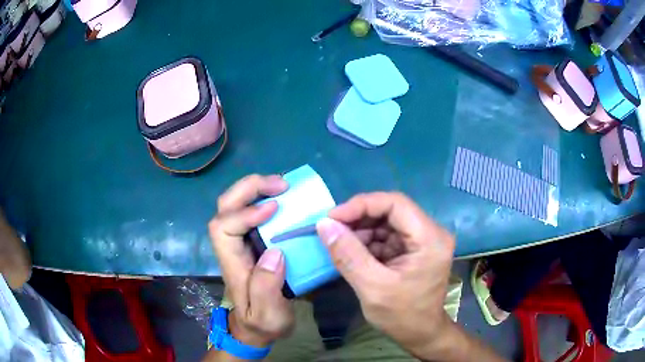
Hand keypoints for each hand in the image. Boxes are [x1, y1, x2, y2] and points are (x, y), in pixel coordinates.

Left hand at [208, 175, 294, 347]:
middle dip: (248, 189)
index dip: (244, 213)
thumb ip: (266, 289)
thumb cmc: (261, 323)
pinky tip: (283, 198)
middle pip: (225, 207)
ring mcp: (239, 242)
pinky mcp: (251, 242)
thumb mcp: (267, 315)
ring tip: (283, 186)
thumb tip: (274, 252)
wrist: (255, 328)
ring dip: (255, 188)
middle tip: (281, 184)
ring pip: (234, 204)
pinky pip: (250, 211)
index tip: (273, 208)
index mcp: (231, 263)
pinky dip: (263, 197)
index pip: (223, 227)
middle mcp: (231, 246)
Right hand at [316, 192, 483, 359]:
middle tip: (332, 230)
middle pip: (391, 211)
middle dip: (359, 219)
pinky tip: (353, 253)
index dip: (362, 205)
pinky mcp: (414, 249)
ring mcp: (423, 240)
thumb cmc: (402, 316)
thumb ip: (347, 255)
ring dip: (361, 231)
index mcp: (430, 239)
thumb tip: (324, 224)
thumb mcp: (372, 287)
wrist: (421, 334)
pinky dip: (368, 242)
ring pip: (387, 222)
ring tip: (340, 245)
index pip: (395, 203)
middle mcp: (431, 232)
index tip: (332, 217)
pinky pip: (388, 236)